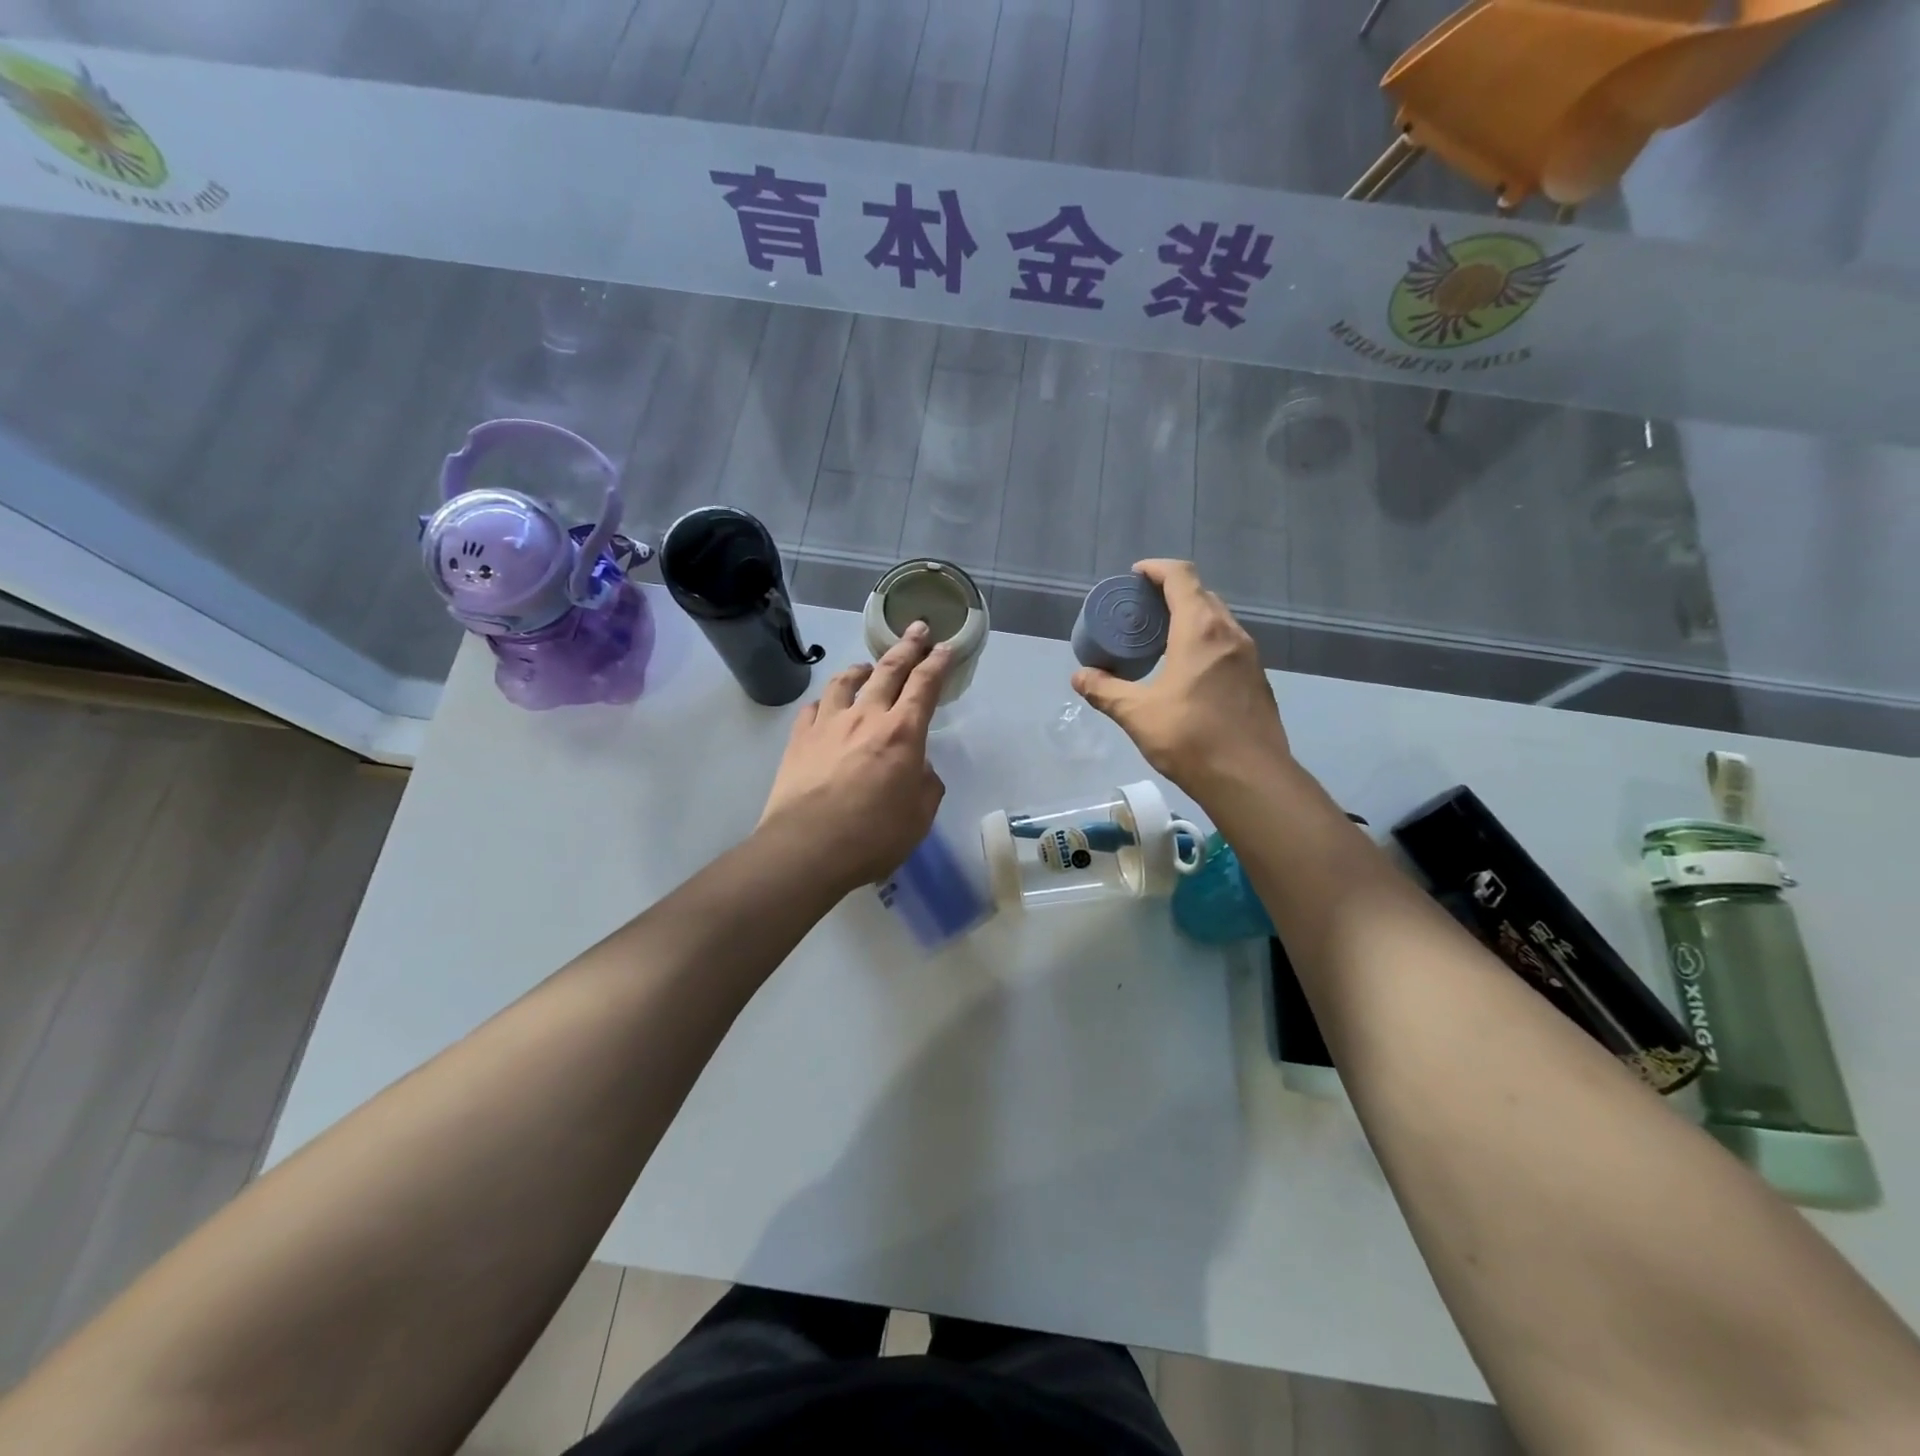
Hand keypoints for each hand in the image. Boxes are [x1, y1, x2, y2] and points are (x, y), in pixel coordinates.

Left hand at [759, 623, 951, 891]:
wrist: (807, 848)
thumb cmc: (872, 836)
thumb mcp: (918, 817)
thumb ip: (925, 785)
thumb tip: (918, 768)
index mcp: (902, 733)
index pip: (925, 686)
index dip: (938, 664)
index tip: (945, 647)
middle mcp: (866, 717)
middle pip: (888, 671)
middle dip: (907, 647)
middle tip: (917, 628)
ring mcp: (828, 725)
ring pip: (845, 682)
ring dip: (861, 669)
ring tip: (867, 666)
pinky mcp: (799, 739)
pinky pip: (814, 708)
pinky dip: (826, 701)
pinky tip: (827, 705)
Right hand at [1072, 560, 1291, 794]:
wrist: (1249, 778)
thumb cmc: (1190, 738)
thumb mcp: (1137, 714)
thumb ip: (1104, 691)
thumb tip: (1079, 677)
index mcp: (1200, 630)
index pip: (1180, 577)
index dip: (1156, 569)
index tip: (1135, 576)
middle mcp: (1229, 633)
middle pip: (1201, 594)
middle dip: (1171, 593)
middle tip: (1142, 611)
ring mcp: (1249, 656)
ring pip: (1218, 620)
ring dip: (1190, 618)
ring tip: (1162, 639)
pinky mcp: (1257, 679)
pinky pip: (1228, 644)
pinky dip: (1205, 642)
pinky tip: (1188, 670)